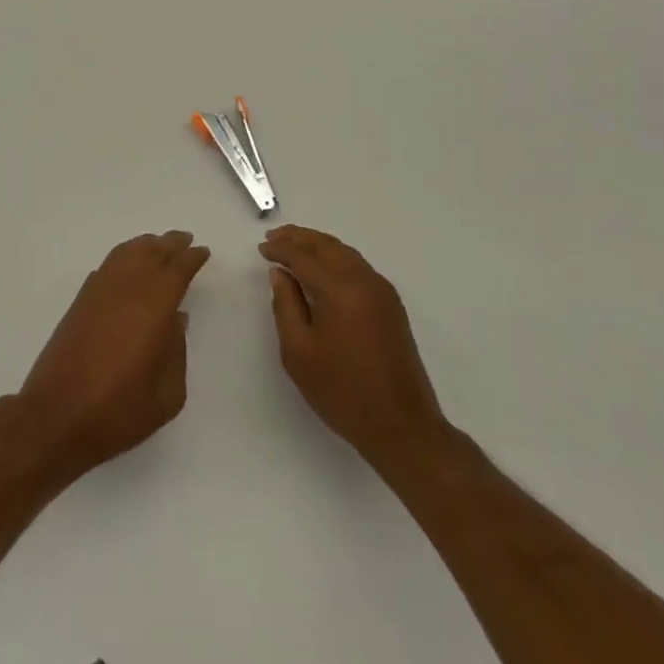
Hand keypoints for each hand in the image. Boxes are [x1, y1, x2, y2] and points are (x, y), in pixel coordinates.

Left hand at [18, 231, 208, 480]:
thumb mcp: (167, 394)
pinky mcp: (79, 303)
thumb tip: (176, 320)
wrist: (56, 417)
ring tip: (158, 245)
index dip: (191, 258)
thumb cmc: (118, 411)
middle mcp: (125, 290)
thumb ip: (177, 352)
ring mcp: (98, 293)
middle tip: (184, 239)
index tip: (202, 252)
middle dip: (169, 244)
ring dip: (144, 246)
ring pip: (125, 254)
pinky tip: (127, 266)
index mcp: (153, 307)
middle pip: (150, 253)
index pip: (176, 270)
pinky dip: (122, 257)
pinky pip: (106, 267)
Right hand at [259, 225, 446, 466]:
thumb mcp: (299, 351)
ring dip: (318, 245)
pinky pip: (358, 266)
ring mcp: (382, 291)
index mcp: (340, 289)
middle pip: (328, 246)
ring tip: (294, 246)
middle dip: (299, 238)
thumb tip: (280, 273)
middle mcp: (365, 281)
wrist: (401, 426)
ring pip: (345, 253)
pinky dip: (335, 257)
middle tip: (273, 237)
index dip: (280, 249)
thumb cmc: (342, 391)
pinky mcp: (391, 305)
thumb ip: (286, 305)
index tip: (261, 248)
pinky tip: (322, 267)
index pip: (304, 256)